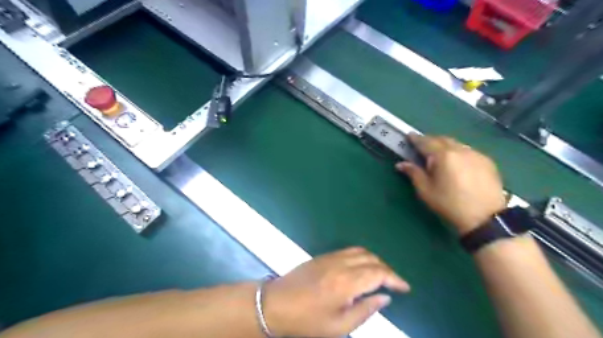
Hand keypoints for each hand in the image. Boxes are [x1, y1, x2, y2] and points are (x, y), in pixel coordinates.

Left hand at [264, 247, 409, 336]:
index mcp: (347, 282)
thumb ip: (365, 310)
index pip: (379, 274)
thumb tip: (384, 298)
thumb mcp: (339, 326)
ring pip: (360, 251)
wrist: (276, 304)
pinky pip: (348, 251)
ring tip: (381, 274)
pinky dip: (361, 256)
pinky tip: (362, 267)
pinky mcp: (323, 256)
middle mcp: (341, 264)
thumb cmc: (307, 320)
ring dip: (375, 260)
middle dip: (387, 270)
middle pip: (372, 259)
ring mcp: (331, 257)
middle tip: (395, 283)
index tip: (405, 287)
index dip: (395, 279)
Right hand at [399, 133, 504, 234]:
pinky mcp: (487, 161)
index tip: (409, 136)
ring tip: (439, 156)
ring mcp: (476, 154)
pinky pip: (468, 151)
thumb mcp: (426, 191)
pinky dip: (458, 153)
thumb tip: (401, 164)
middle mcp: (461, 150)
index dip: (416, 139)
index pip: (426, 142)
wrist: (485, 218)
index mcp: (443, 156)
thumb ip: (414, 173)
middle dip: (430, 141)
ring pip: (456, 144)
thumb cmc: (449, 204)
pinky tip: (457, 164)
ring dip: (445, 146)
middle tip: (422, 147)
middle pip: (442, 139)